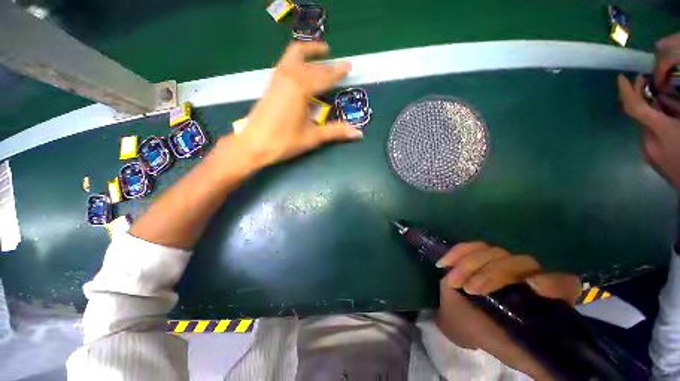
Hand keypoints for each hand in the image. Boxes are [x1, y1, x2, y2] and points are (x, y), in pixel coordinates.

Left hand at [236, 42, 361, 168]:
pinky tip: (301, 70)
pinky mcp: (270, 85)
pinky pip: (285, 64)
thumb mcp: (313, 137)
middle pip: (310, 63)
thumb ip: (336, 132)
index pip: (324, 76)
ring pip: (293, 56)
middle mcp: (288, 77)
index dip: (337, 72)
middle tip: (337, 63)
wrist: (253, 145)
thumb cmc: (284, 141)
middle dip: (325, 62)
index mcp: (301, 89)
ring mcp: (276, 79)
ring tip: (319, 54)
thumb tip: (358, 133)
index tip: (348, 66)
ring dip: (308, 53)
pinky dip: (296, 60)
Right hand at [434, 242, 580, 379]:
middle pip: (520, 262)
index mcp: (544, 299)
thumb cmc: (493, 339)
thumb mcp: (518, 355)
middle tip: (472, 290)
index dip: (554, 280)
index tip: (534, 287)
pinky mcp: (476, 256)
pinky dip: (456, 252)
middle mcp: (525, 275)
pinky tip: (444, 263)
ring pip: (491, 251)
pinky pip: (469, 247)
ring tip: (455, 282)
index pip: (562, 281)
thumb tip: (560, 375)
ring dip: (470, 264)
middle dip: (493, 274)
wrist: (465, 323)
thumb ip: (542, 364)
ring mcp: (499, 262)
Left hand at [617, 74, 679, 189]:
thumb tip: (667, 97)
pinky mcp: (653, 161)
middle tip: (648, 81)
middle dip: (641, 97)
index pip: (633, 107)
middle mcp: (648, 142)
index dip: (625, 91)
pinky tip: (668, 120)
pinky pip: (651, 137)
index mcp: (658, 131)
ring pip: (646, 126)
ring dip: (651, 111)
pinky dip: (656, 124)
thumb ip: (676, 107)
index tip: (621, 77)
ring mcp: (649, 153)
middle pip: (639, 115)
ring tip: (663, 97)